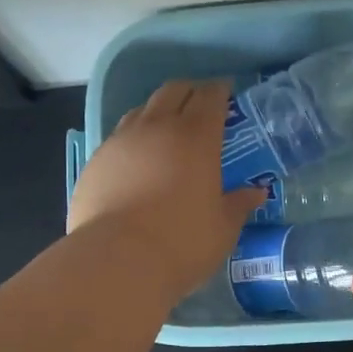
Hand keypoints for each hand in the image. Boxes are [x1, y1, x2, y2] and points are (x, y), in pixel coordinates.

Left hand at [68, 80, 267, 298]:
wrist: (117, 260)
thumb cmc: (182, 243)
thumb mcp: (222, 228)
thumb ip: (238, 205)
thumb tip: (256, 192)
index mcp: (197, 138)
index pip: (210, 98)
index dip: (220, 90)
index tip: (226, 91)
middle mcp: (158, 128)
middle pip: (173, 91)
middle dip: (189, 91)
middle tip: (199, 103)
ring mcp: (121, 141)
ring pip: (142, 109)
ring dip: (158, 110)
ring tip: (165, 127)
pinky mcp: (96, 160)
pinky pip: (118, 136)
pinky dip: (133, 138)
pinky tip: (136, 158)